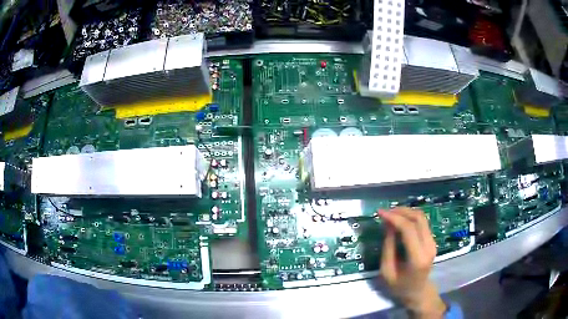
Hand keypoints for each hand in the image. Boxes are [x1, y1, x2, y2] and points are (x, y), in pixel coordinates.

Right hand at [377, 208, 446, 318]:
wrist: (418, 292)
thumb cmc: (399, 286)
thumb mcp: (387, 271)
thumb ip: (388, 247)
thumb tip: (388, 224)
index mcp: (417, 258)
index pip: (409, 229)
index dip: (394, 218)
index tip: (380, 213)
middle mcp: (429, 247)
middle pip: (418, 218)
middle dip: (401, 211)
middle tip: (385, 212)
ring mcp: (433, 242)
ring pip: (421, 217)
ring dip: (406, 212)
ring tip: (390, 214)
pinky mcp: (432, 240)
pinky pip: (422, 223)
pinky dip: (410, 217)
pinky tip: (399, 220)